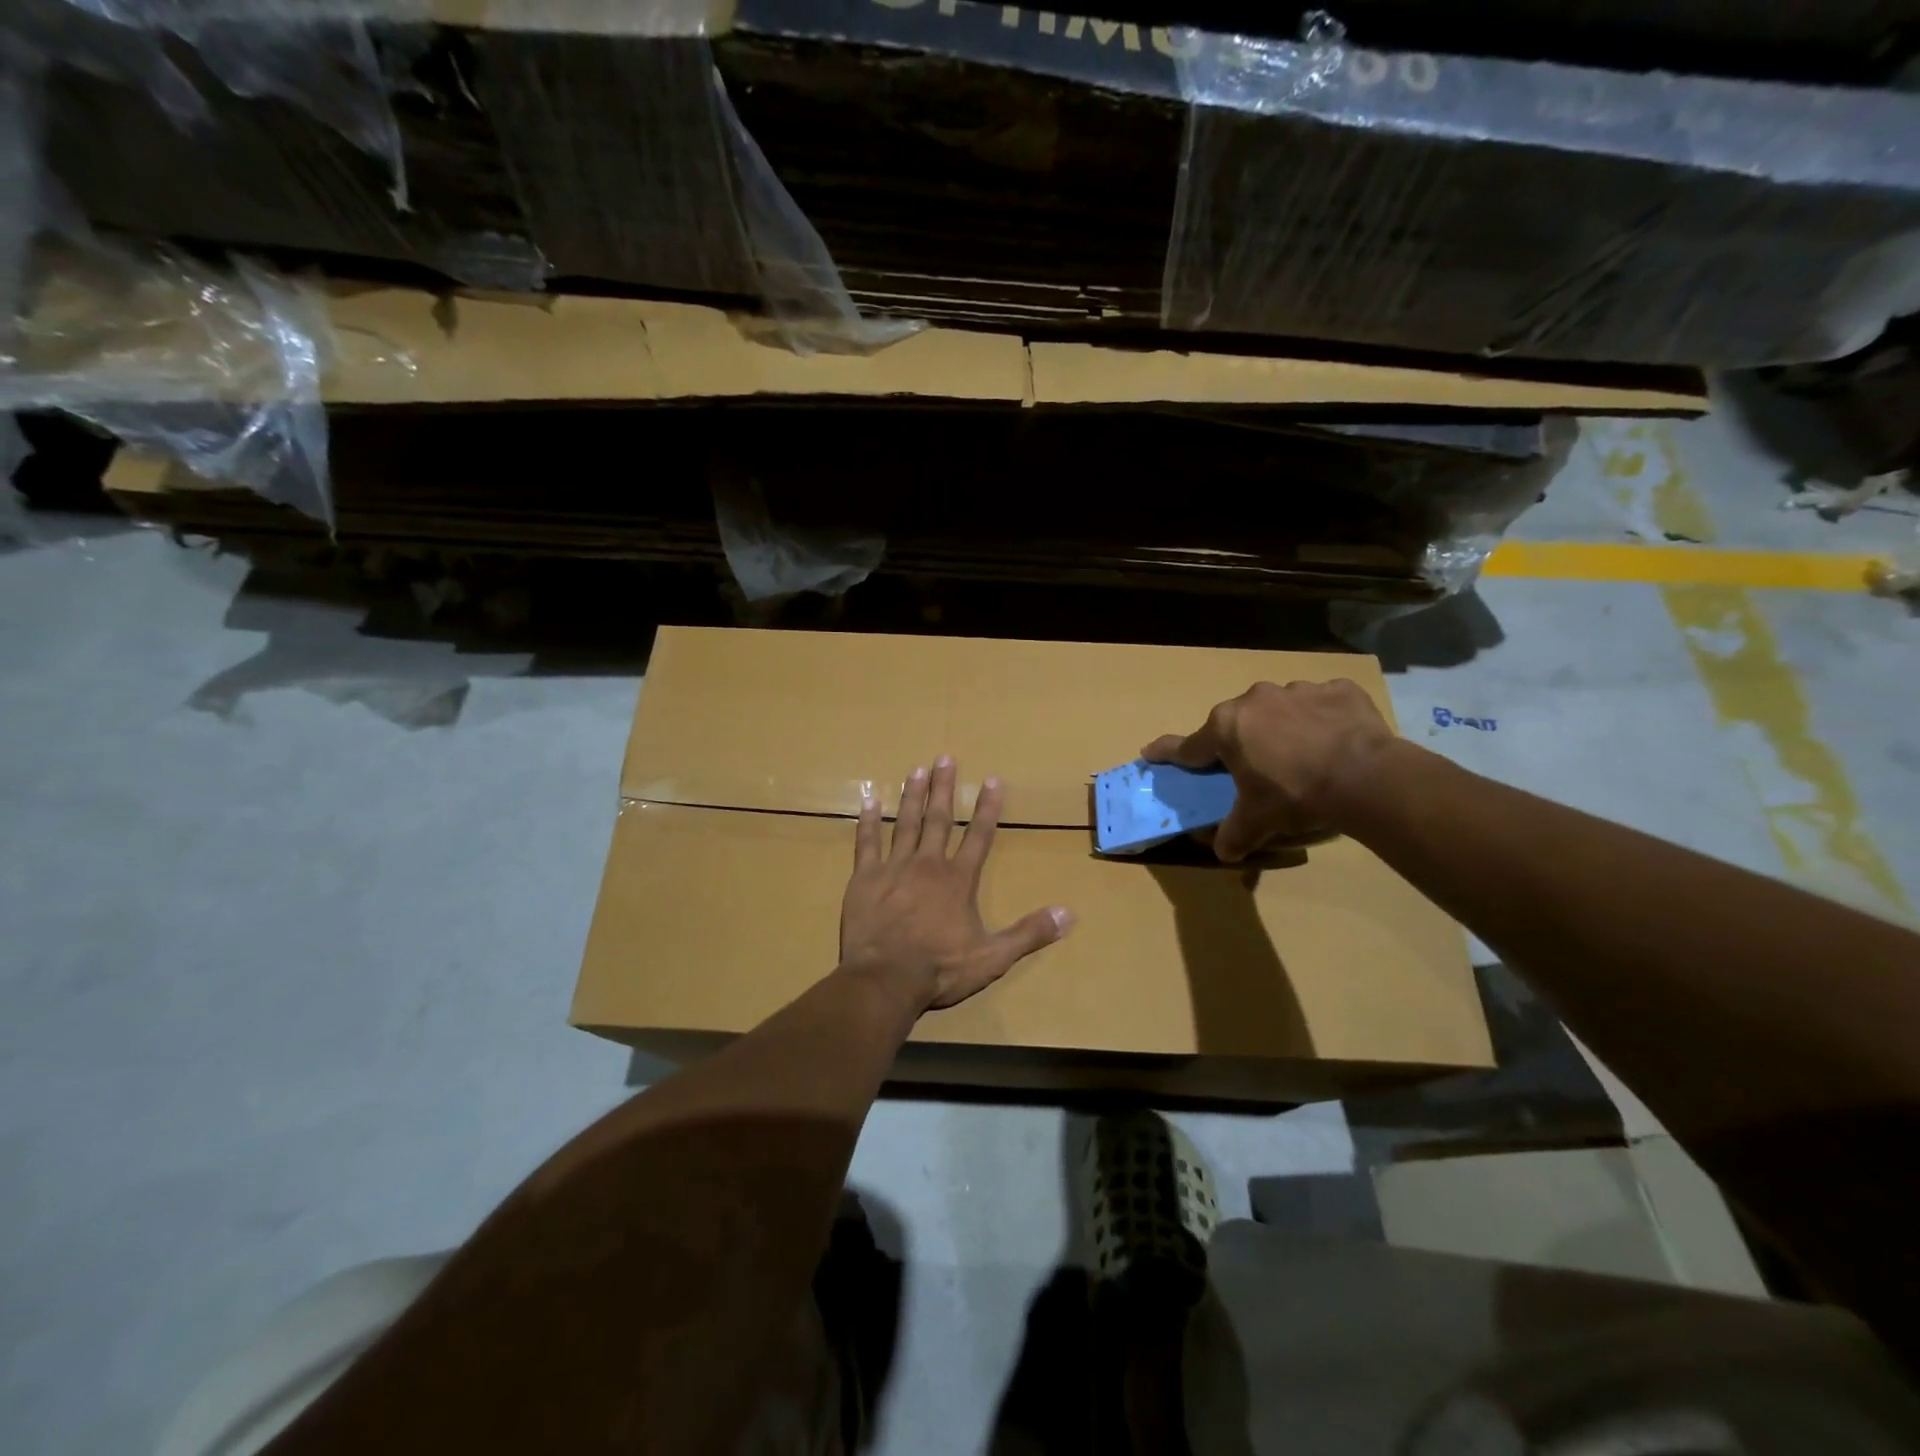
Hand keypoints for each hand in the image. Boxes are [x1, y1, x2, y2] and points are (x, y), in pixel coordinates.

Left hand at [840, 756, 1072, 1012]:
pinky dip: (868, 821)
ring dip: (912, 795)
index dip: (988, 808)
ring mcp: (894, 868)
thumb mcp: (993, 957)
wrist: (885, 980)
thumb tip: (1068, 914)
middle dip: (944, 787)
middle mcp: (927, 865)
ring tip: (916, 770)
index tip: (992, 779)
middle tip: (945, 758)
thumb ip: (1029, 933)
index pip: (979, 836)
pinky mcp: (865, 879)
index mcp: (958, 880)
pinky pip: (866, 843)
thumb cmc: (940, 969)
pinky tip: (869, 799)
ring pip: (905, 823)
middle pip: (938, 819)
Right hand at [1142, 679, 1396, 862]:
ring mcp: (1298, 690)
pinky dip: (1322, 719)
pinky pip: (1321, 704)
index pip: (1188, 745)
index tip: (1150, 751)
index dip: (1168, 752)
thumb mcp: (1258, 821)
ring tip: (1302, 755)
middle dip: (1241, 741)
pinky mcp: (1338, 690)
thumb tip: (1224, 853)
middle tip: (1255, 768)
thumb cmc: (1295, 795)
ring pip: (1279, 709)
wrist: (1365, 776)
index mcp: (1227, 728)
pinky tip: (1335, 740)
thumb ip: (1235, 835)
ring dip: (1282, 728)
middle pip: (1237, 723)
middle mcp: (1255, 700)